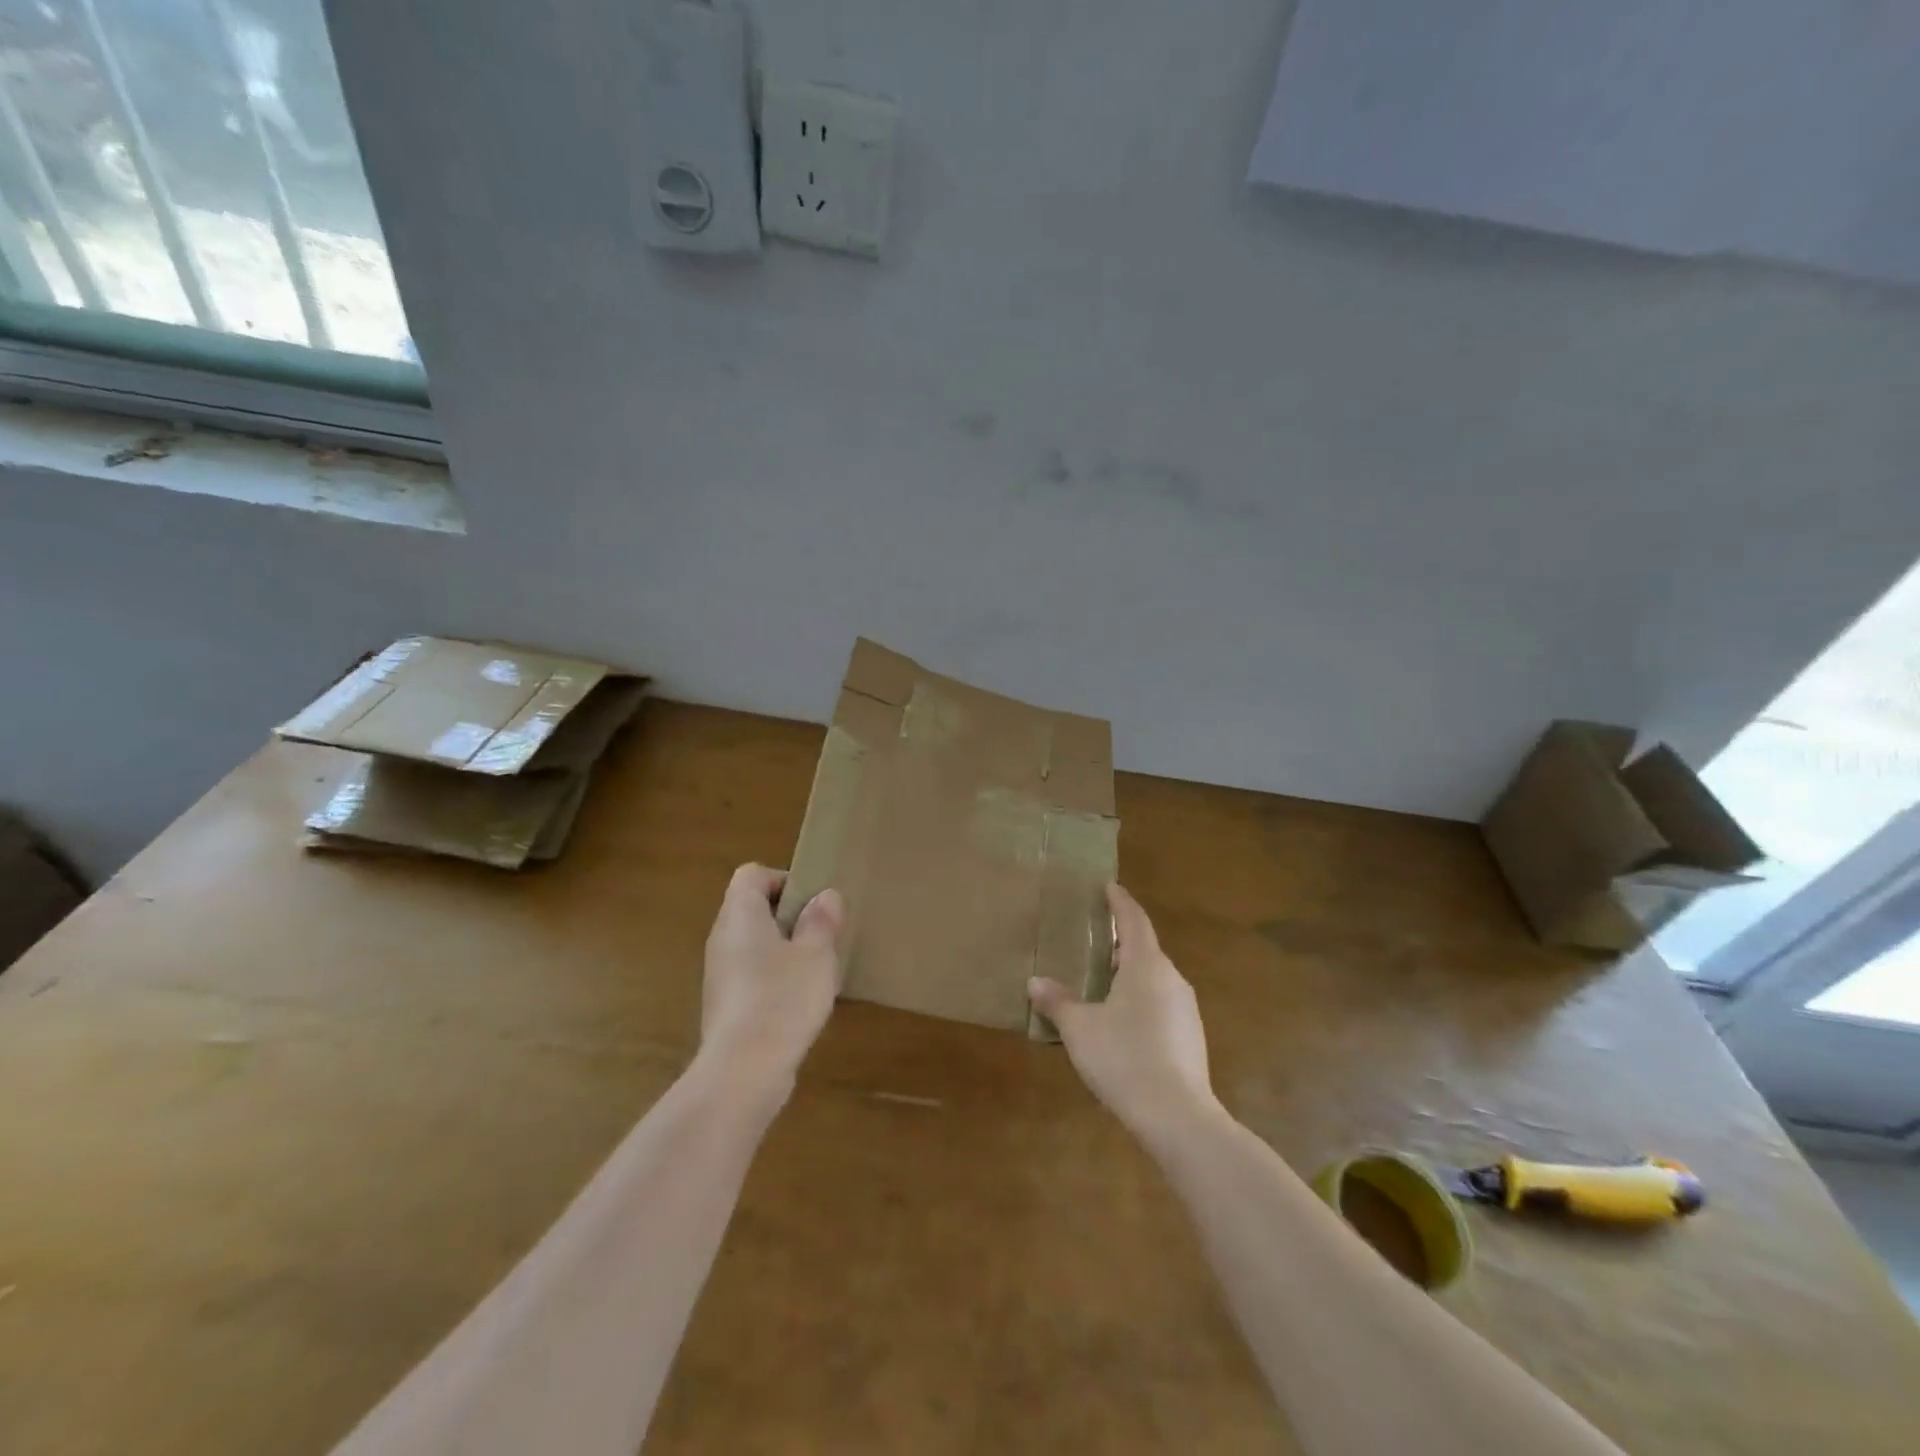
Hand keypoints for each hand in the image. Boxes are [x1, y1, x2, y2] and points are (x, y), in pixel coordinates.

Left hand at [698, 864, 843, 1103]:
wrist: (743, 1071)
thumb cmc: (782, 998)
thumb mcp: (816, 954)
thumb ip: (821, 920)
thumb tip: (825, 897)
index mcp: (740, 915)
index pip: (752, 874)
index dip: (783, 879)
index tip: (812, 902)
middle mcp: (722, 938)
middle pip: (752, 908)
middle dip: (789, 916)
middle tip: (821, 934)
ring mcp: (719, 973)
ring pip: (753, 943)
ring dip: (784, 949)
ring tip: (816, 968)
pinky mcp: (724, 1005)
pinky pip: (750, 974)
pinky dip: (773, 977)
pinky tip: (799, 1001)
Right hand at [1028, 884, 1217, 1140]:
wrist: (1178, 1116)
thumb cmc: (1124, 1057)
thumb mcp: (1080, 1029)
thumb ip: (1057, 1002)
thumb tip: (1035, 982)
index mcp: (1146, 965)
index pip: (1134, 920)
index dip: (1120, 902)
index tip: (1109, 887)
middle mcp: (1171, 979)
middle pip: (1145, 949)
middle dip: (1121, 942)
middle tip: (1094, 939)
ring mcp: (1186, 1009)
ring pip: (1154, 978)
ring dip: (1130, 973)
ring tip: (1102, 981)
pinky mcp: (1190, 1036)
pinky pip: (1161, 1003)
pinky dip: (1140, 1000)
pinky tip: (1121, 1022)